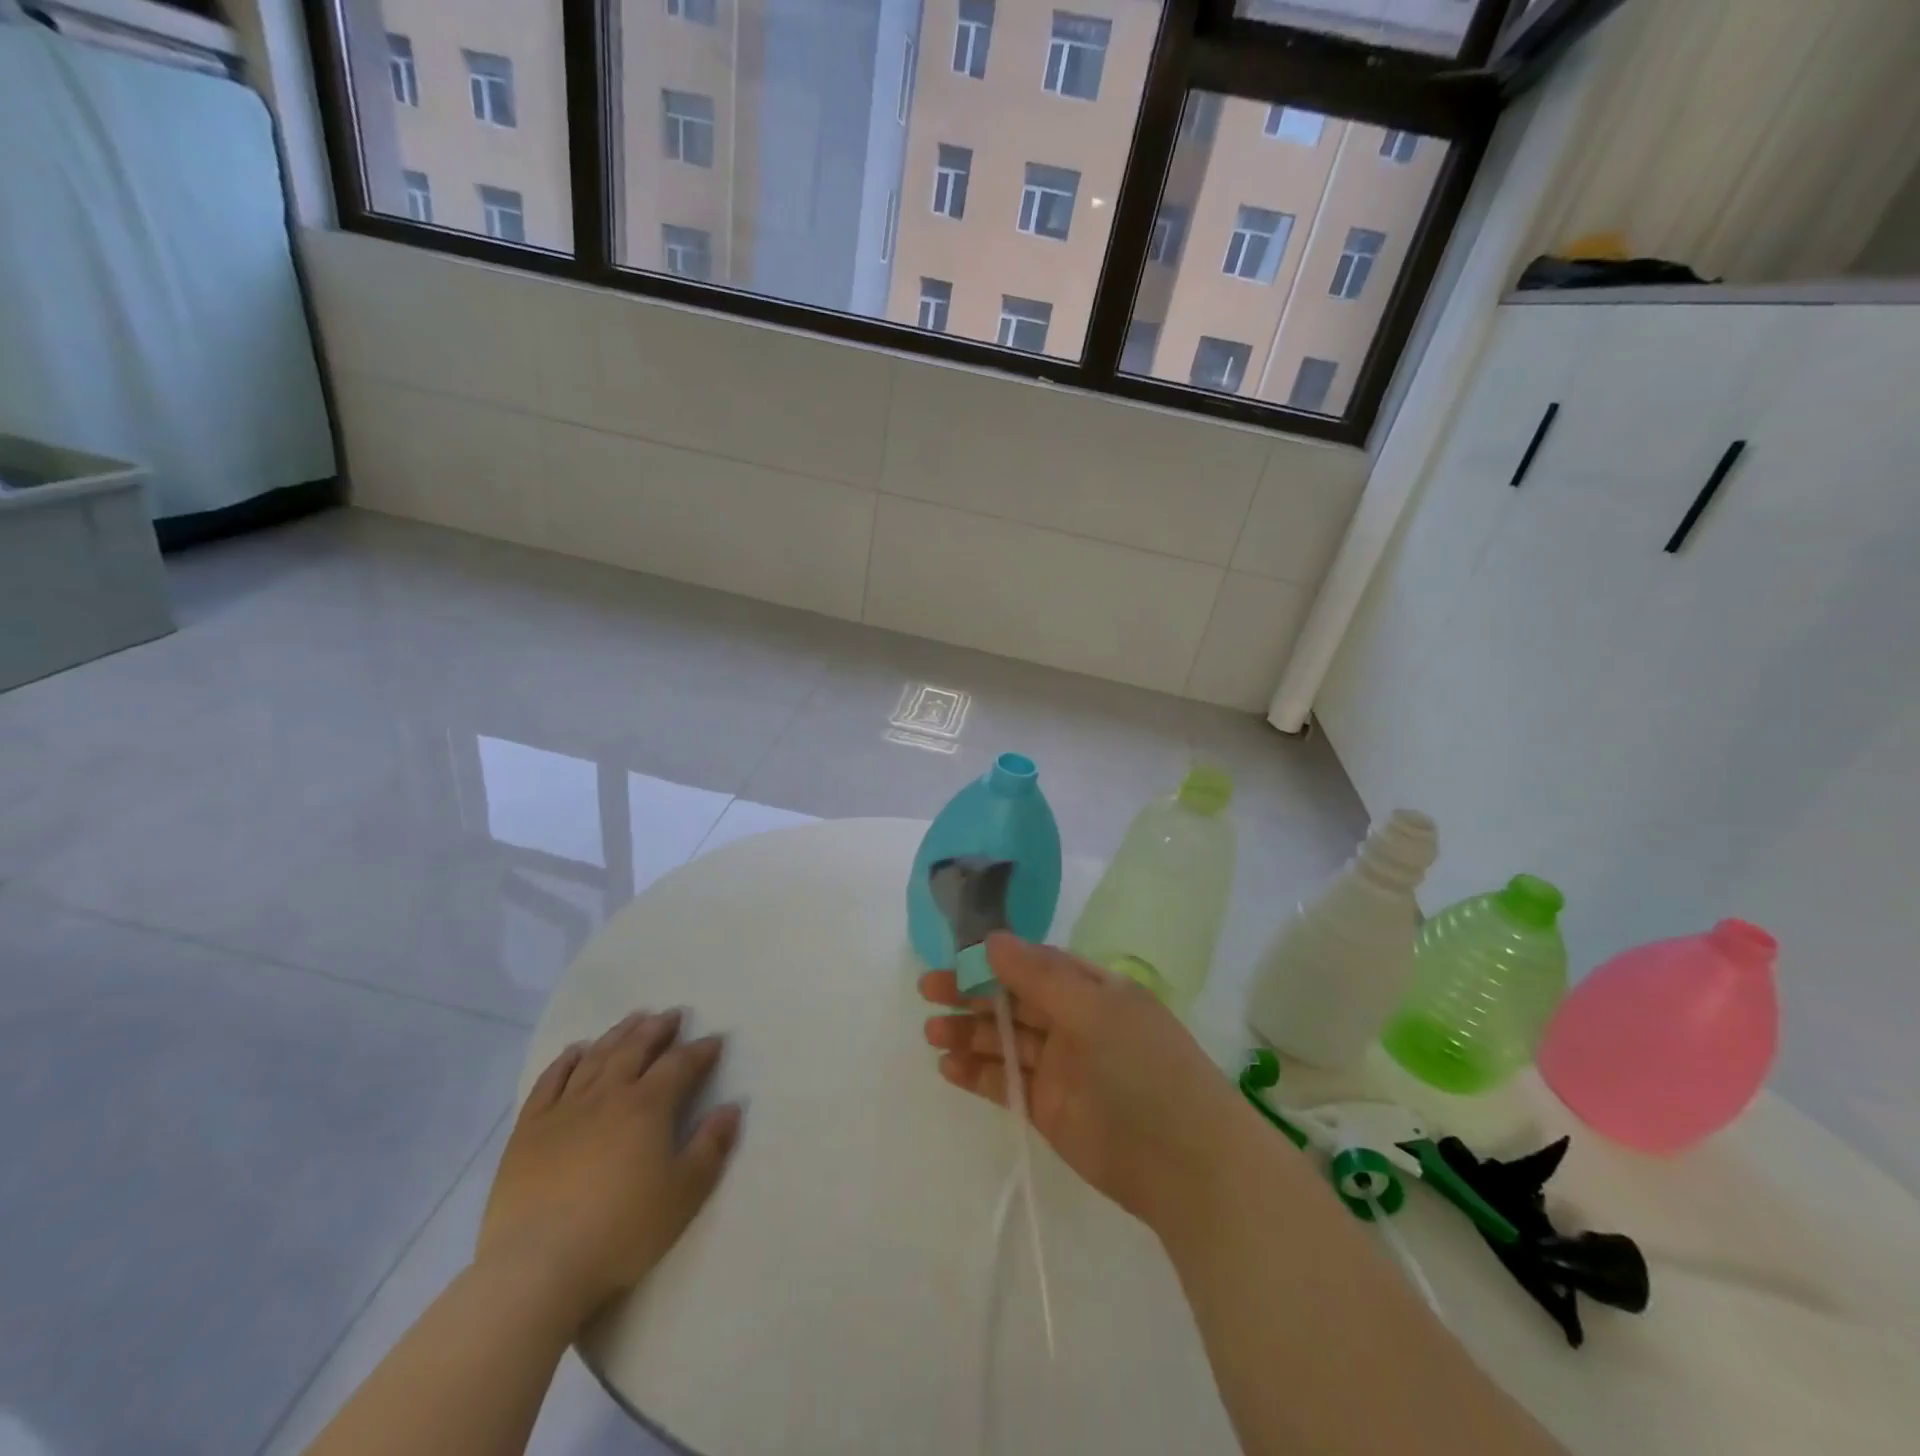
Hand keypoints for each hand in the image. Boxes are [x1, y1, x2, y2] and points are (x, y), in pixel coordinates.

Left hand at [478, 1010, 741, 1325]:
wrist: (536, 1268)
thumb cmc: (621, 1232)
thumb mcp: (683, 1194)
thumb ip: (710, 1147)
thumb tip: (731, 1108)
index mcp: (648, 1106)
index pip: (680, 1064)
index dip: (700, 1050)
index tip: (714, 1041)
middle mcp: (608, 1094)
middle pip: (636, 1048)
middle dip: (658, 1029)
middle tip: (672, 1016)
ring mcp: (565, 1108)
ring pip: (597, 1056)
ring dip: (619, 1034)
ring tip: (634, 1020)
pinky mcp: (529, 1129)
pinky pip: (550, 1081)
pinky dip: (566, 1060)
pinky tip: (576, 1051)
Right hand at [921, 935, 1263, 1235]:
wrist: (1185, 1163)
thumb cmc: (1142, 1066)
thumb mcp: (1094, 1008)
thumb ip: (1038, 975)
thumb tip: (991, 939)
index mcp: (1091, 988)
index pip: (1033, 963)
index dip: (993, 959)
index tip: (954, 957)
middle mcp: (1073, 1021)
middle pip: (1013, 999)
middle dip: (970, 992)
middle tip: (927, 990)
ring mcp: (1061, 1067)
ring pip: (1004, 1040)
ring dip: (968, 1032)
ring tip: (931, 1031)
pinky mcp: (1049, 1109)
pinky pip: (1006, 1083)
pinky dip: (978, 1073)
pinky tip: (948, 1066)